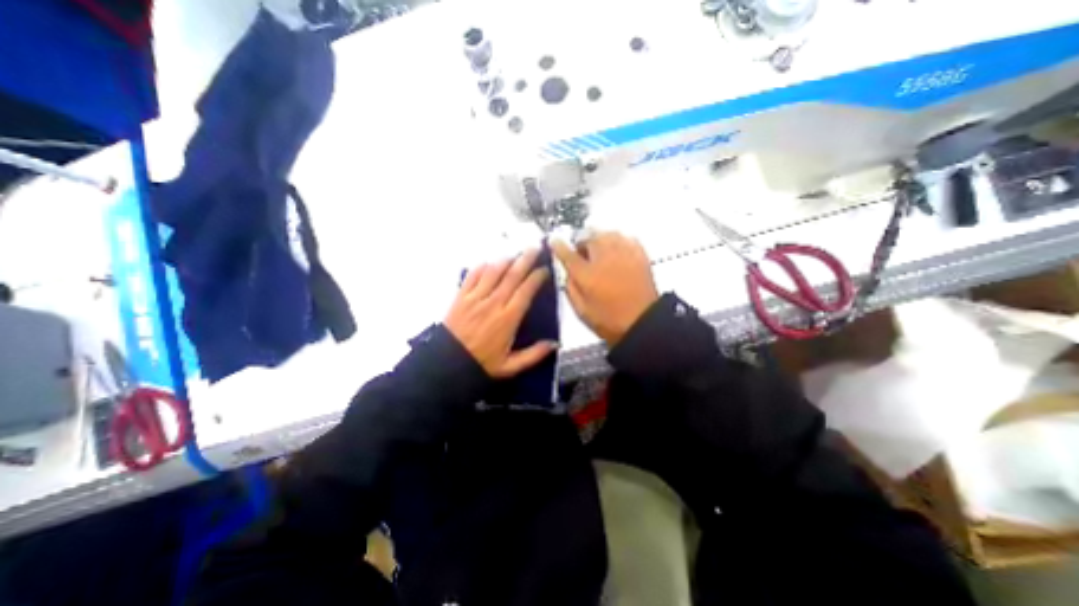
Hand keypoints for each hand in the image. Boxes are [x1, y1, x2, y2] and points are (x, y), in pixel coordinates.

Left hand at [442, 249, 554, 375]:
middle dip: (526, 259)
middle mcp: (493, 303)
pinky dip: (483, 266)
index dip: (537, 277)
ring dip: (506, 259)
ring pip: (494, 271)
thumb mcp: (510, 366)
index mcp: (508, 319)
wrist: (447, 364)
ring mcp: (475, 297)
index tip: (545, 269)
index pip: (526, 291)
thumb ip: (534, 355)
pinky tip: (490, 262)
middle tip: (536, 247)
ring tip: (516, 253)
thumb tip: (555, 344)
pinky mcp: (461, 296)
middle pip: (512, 275)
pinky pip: (473, 275)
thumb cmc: (481, 364)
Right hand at [556, 231, 656, 344]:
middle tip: (581, 252)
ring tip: (598, 249)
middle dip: (581, 241)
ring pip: (607, 233)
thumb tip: (567, 271)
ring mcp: (623, 254)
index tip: (554, 241)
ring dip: (599, 238)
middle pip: (588, 237)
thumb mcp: (581, 310)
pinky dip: (618, 240)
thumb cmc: (608, 320)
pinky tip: (616, 249)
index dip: (559, 246)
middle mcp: (604, 258)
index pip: (567, 253)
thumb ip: (570, 288)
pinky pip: (626, 238)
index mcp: (587, 274)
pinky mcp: (639, 255)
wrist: (642, 323)